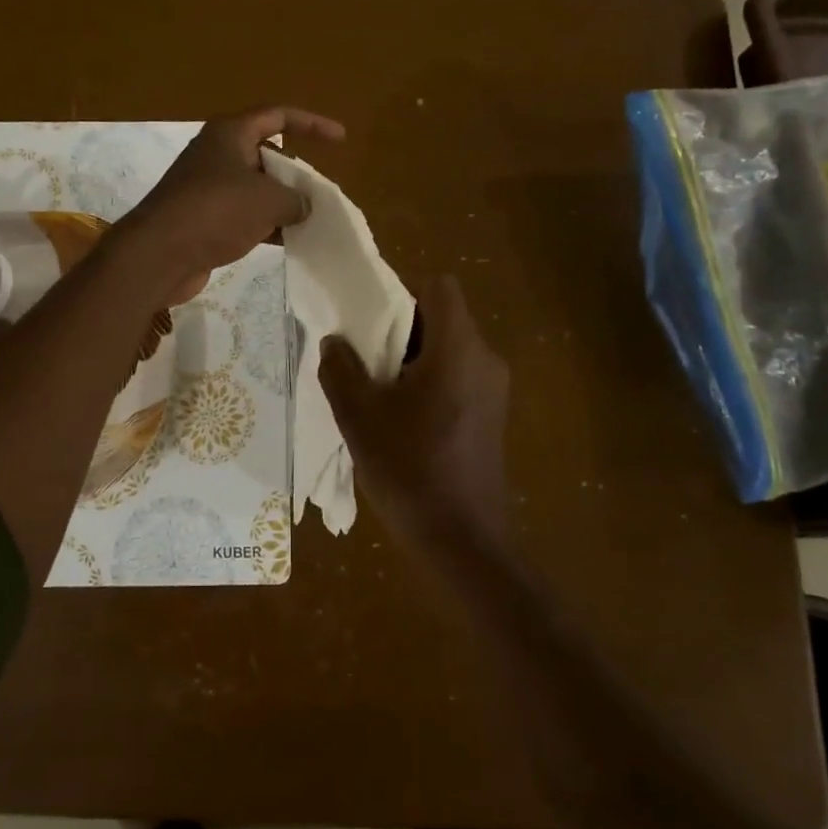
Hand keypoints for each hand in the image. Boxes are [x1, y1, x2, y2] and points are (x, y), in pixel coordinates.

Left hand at [116, 107, 345, 302]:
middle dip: (295, 172)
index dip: (311, 124)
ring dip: (281, 203)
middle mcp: (217, 155)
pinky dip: (265, 224)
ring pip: (255, 188)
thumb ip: (296, 199)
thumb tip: (303, 207)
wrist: (160, 254)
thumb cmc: (216, 211)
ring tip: (310, 220)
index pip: (278, 116)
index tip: (340, 139)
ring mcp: (207, 188)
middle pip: (266, 154)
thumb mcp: (268, 200)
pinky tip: (287, 242)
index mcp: (230, 134)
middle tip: (320, 193)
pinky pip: (242, 215)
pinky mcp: (202, 219)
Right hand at [319, 275, 511, 557]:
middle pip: (441, 318)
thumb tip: (335, 342)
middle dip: (398, 329)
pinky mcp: (490, 417)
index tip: (368, 317)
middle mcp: (484, 360)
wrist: (463, 541)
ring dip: (409, 359)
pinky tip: (397, 418)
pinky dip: (426, 382)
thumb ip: (340, 369)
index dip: (401, 291)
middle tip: (359, 354)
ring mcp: (492, 391)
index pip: (439, 287)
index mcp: (458, 348)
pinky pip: (455, 378)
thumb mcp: (358, 416)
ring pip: (447, 350)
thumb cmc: (410, 469)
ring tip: (372, 388)